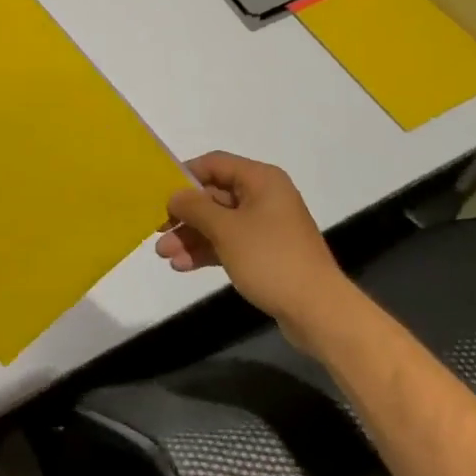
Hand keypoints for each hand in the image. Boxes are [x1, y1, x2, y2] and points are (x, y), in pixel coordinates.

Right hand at [156, 151, 348, 343]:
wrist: (318, 311)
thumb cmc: (271, 259)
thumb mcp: (227, 230)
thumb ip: (196, 207)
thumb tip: (175, 195)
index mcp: (261, 180)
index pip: (215, 164)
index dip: (185, 175)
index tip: (159, 192)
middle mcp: (264, 196)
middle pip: (214, 196)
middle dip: (184, 215)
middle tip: (157, 231)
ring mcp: (266, 226)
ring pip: (219, 223)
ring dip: (191, 236)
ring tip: (165, 256)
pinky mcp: (265, 253)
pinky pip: (229, 243)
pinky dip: (207, 251)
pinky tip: (183, 266)